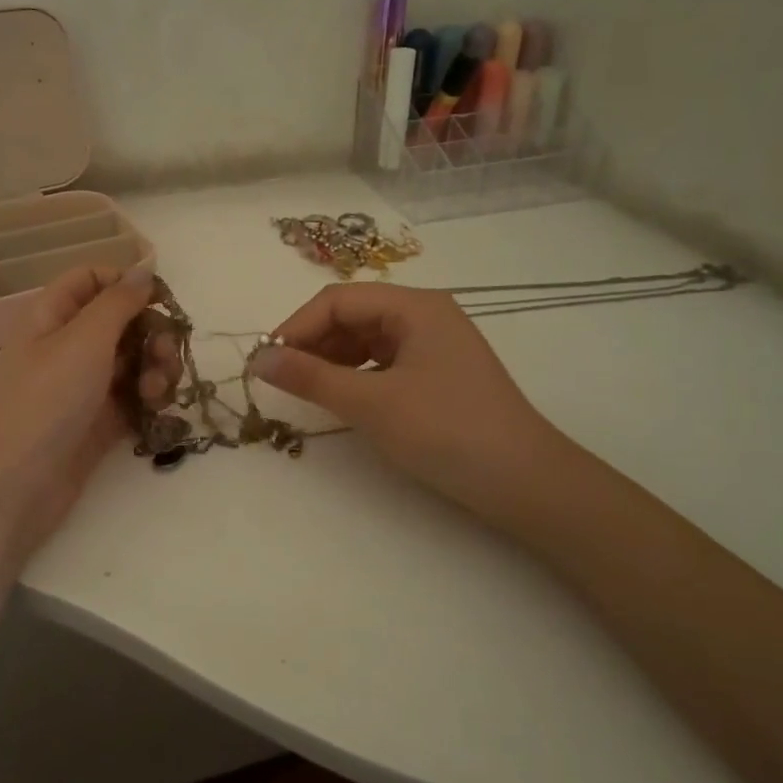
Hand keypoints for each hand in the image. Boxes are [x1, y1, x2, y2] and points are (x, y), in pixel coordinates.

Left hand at [0, 264, 173, 566]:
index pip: (91, 279)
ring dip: (155, 368)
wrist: (16, 484)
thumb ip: (119, 301)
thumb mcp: (84, 340)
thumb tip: (143, 267)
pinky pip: (133, 396)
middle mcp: (67, 346)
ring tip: (158, 392)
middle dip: (151, 333)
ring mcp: (83, 385)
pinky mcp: (98, 421)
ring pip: (133, 360)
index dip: (126, 282)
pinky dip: (150, 398)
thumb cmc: (46, 400)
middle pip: (121, 322)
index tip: (162, 299)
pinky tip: (156, 410)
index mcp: (52, 316)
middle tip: (167, 354)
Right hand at [252, 284, 568, 529]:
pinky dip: (357, 376)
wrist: (524, 482)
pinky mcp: (439, 374)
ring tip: (308, 391)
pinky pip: (385, 362)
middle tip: (283, 381)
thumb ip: (310, 377)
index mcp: (415, 306)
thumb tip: (257, 358)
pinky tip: (344, 399)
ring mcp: (435, 345)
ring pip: (367, 340)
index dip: (296, 327)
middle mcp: (426, 315)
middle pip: (353, 316)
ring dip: (332, 360)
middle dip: (313, 343)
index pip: (338, 300)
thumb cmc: (446, 432)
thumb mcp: (371, 403)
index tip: (266, 364)